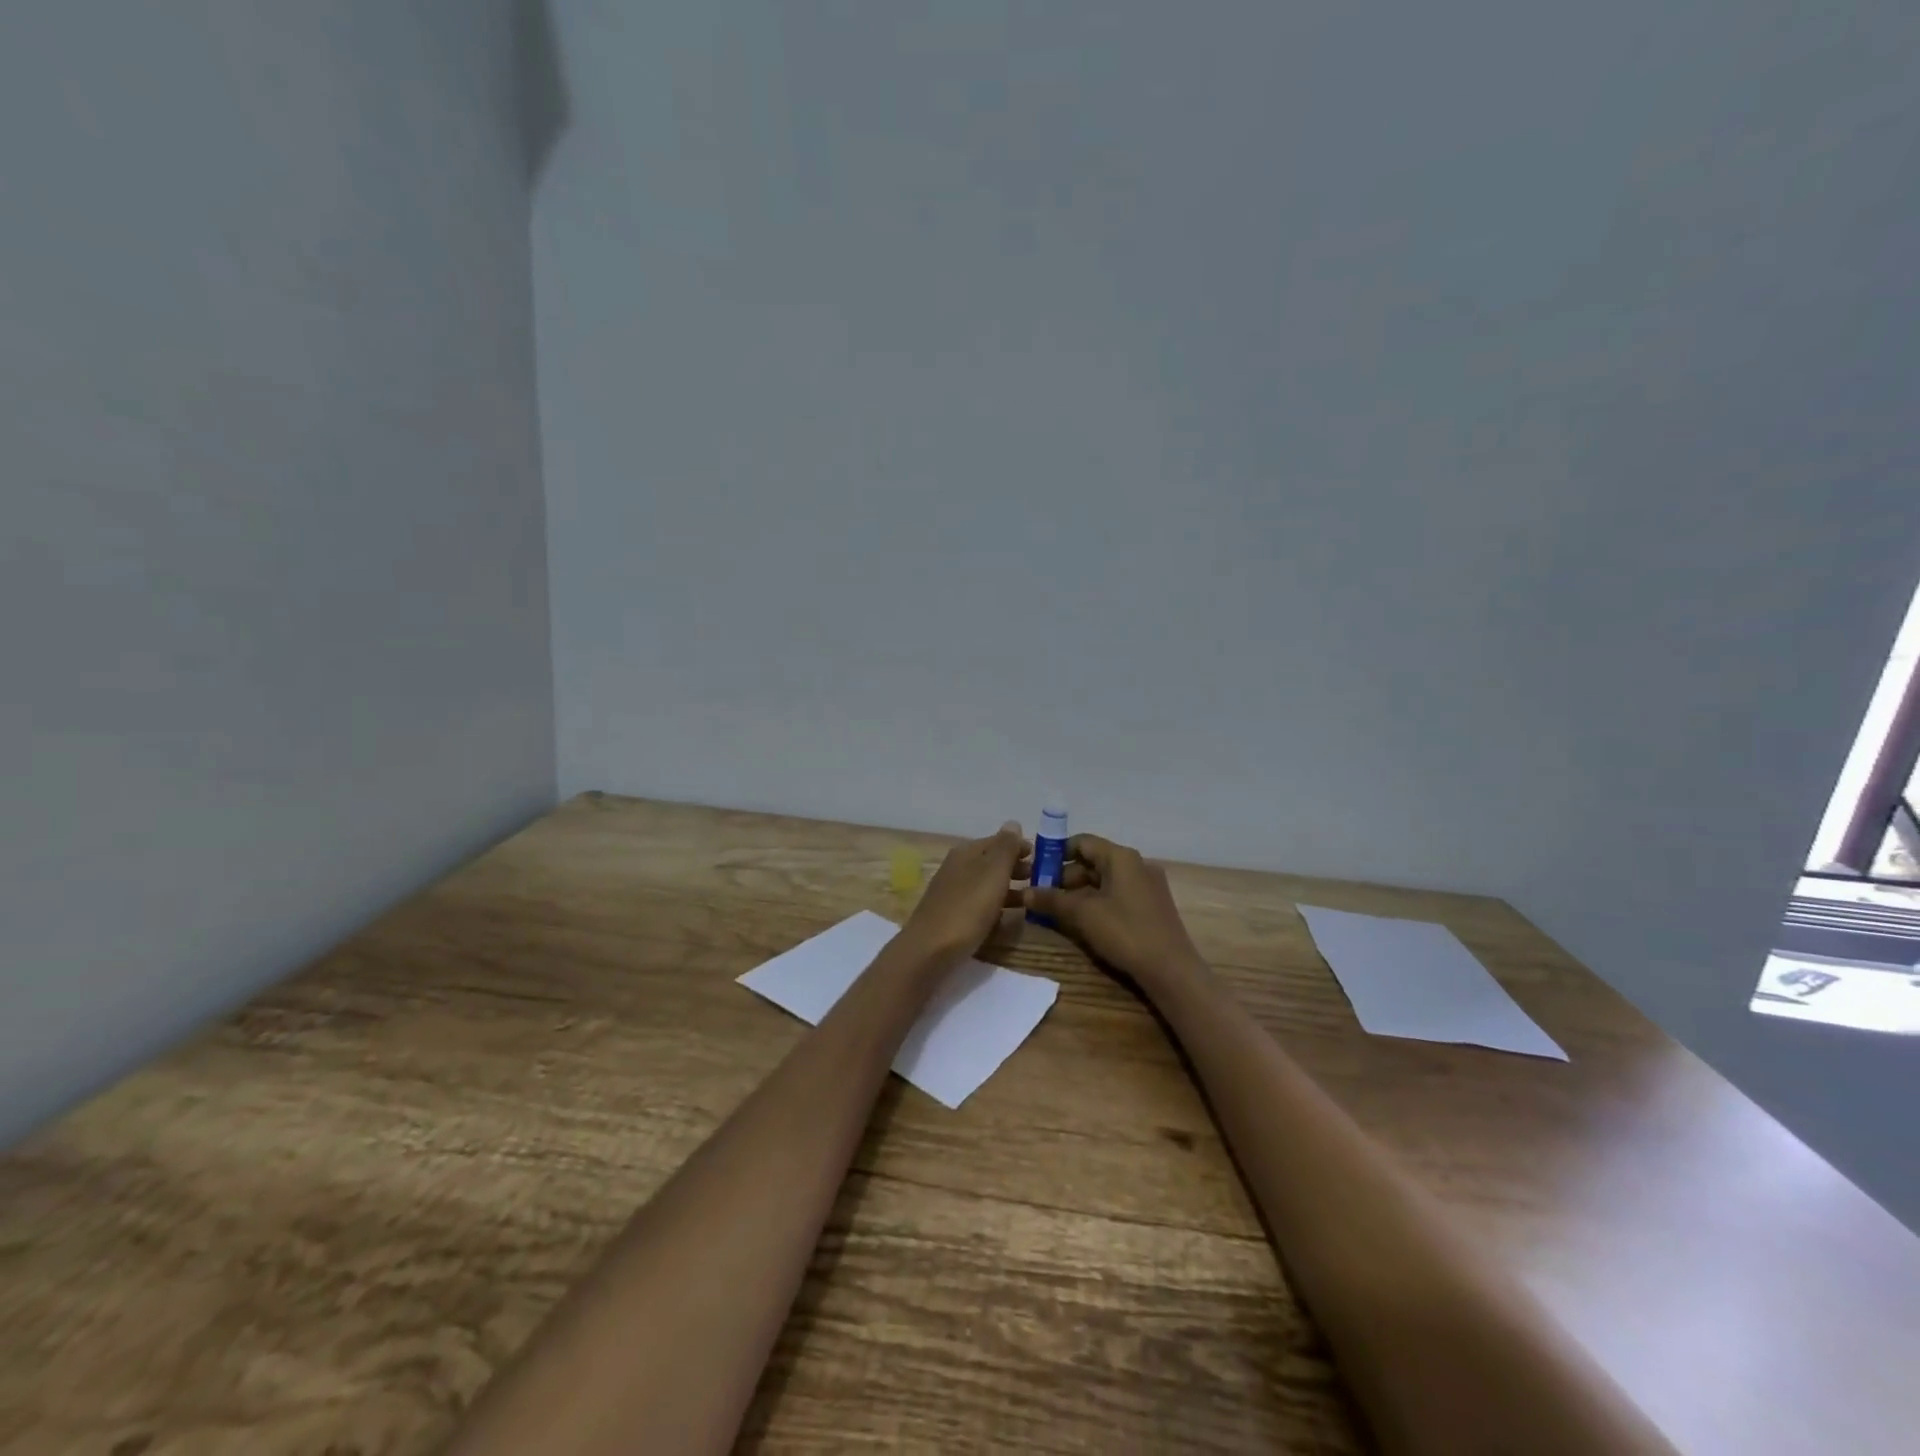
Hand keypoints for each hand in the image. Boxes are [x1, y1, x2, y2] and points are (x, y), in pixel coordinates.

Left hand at [896, 822, 1030, 966]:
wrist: (929, 951)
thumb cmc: (967, 909)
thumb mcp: (992, 874)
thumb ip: (1005, 848)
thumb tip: (1013, 823)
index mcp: (966, 853)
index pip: (997, 841)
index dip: (1019, 847)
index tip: (1042, 858)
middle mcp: (957, 867)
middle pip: (991, 862)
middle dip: (1015, 868)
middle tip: (1039, 879)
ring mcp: (952, 892)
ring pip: (986, 884)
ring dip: (1009, 888)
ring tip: (1031, 900)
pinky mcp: (952, 915)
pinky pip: (979, 904)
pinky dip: (996, 906)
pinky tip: (1008, 919)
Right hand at [1023, 834, 1203, 989]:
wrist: (1171, 970)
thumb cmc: (1125, 932)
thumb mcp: (1083, 915)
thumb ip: (1052, 900)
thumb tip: (1025, 892)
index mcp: (1121, 857)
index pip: (1082, 842)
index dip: (1057, 853)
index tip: (1037, 871)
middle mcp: (1137, 863)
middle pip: (1094, 860)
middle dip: (1066, 876)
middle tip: (1043, 895)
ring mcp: (1148, 885)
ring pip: (1106, 879)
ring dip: (1080, 891)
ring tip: (1059, 910)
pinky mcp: (1152, 905)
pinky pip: (1118, 893)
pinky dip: (1098, 901)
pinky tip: (1084, 920)